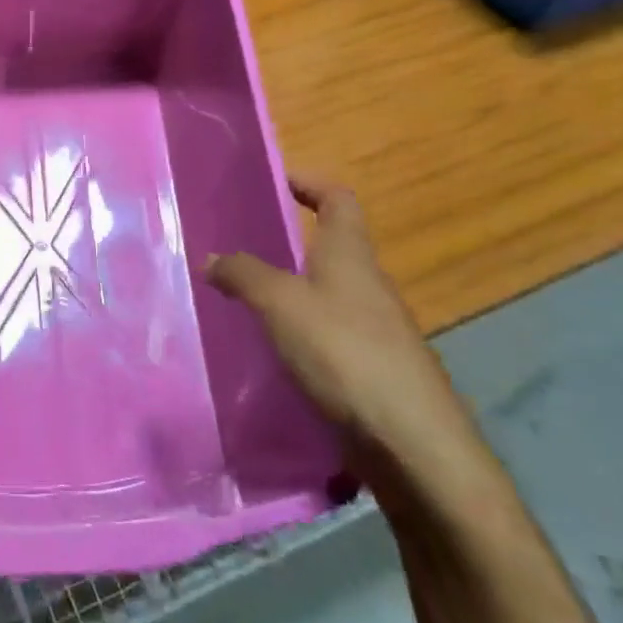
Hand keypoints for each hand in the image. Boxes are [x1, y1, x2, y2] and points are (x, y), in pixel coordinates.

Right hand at [207, 173, 477, 484]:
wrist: (410, 442)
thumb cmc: (344, 353)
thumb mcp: (281, 305)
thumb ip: (244, 275)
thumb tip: (213, 257)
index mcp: (350, 256)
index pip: (338, 199)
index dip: (310, 182)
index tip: (276, 179)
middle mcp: (367, 285)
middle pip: (331, 247)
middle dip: (290, 240)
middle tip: (239, 243)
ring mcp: (373, 330)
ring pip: (326, 294)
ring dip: (290, 289)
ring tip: (242, 297)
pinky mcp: (370, 369)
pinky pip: (327, 335)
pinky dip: (298, 331)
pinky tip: (269, 350)